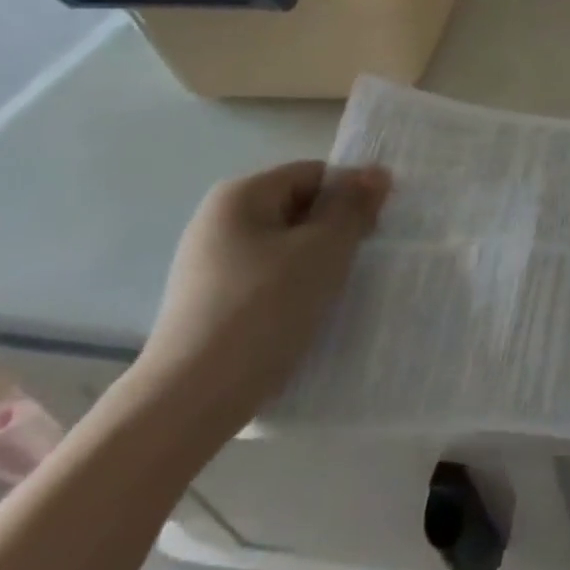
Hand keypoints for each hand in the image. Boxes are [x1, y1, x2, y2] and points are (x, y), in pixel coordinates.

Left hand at [135, 161, 389, 432]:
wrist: (193, 397)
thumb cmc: (265, 308)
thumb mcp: (325, 249)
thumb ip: (353, 206)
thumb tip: (376, 171)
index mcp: (241, 195)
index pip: (315, 174)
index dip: (352, 194)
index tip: (376, 229)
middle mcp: (219, 220)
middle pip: (300, 207)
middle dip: (337, 228)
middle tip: (363, 259)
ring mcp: (211, 263)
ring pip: (287, 245)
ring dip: (320, 260)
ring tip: (338, 289)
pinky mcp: (213, 300)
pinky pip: (270, 276)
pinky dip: (296, 285)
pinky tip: (309, 312)